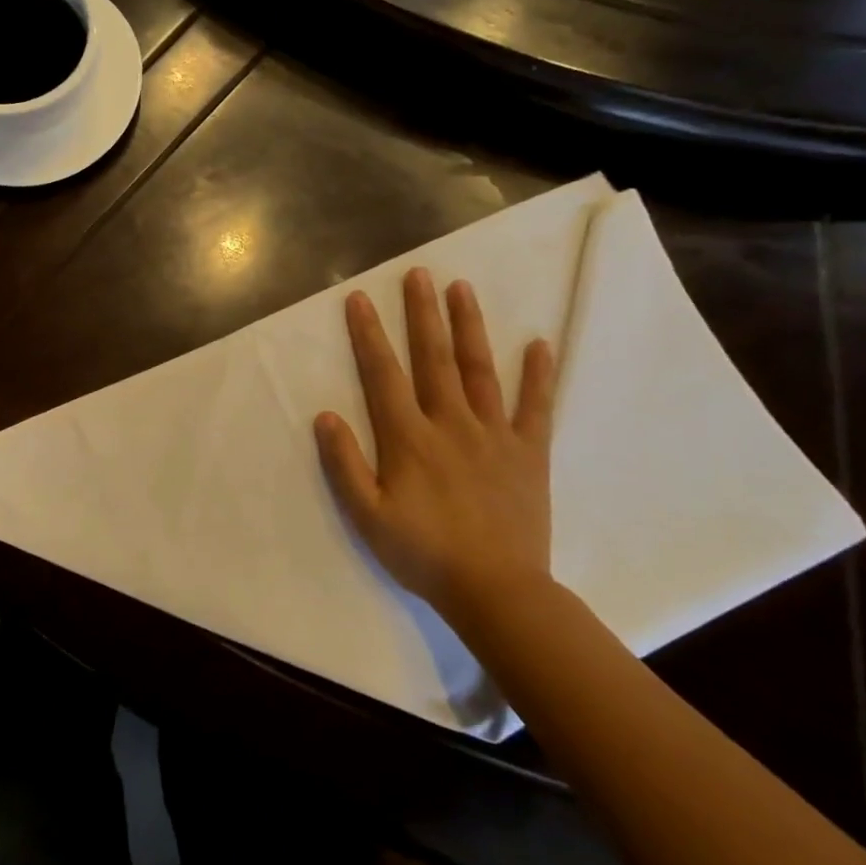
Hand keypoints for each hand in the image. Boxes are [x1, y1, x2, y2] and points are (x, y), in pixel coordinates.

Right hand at [314, 269, 555, 624]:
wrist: (497, 591)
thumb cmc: (423, 553)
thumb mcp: (367, 516)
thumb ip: (344, 464)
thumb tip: (326, 416)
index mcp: (409, 438)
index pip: (383, 374)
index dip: (368, 334)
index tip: (359, 299)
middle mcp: (450, 424)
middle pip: (433, 358)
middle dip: (422, 314)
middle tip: (418, 274)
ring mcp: (493, 435)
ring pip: (479, 370)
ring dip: (469, 327)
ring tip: (462, 288)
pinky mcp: (528, 453)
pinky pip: (534, 407)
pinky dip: (538, 375)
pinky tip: (539, 344)